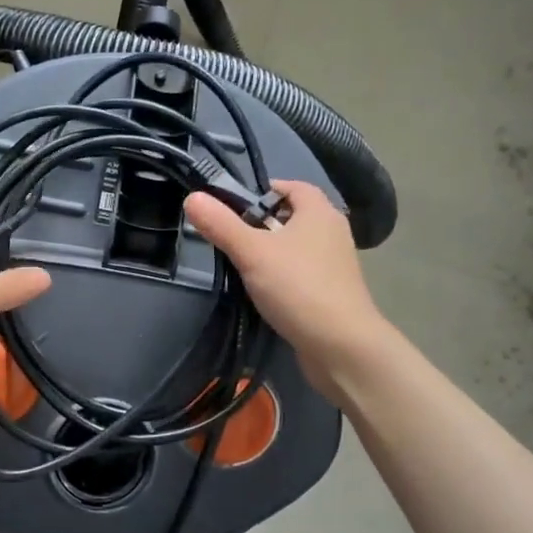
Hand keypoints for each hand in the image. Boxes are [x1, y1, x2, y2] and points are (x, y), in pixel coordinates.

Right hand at [184, 180, 384, 400]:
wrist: (340, 345)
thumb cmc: (297, 288)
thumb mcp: (251, 252)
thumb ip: (221, 225)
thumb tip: (192, 197)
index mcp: (319, 212)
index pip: (293, 187)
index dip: (264, 190)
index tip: (234, 207)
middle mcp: (332, 232)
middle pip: (293, 217)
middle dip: (263, 223)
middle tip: (232, 237)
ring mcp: (335, 264)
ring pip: (297, 247)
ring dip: (272, 252)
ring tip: (243, 265)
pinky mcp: (333, 292)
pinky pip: (303, 273)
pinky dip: (283, 276)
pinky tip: (264, 292)